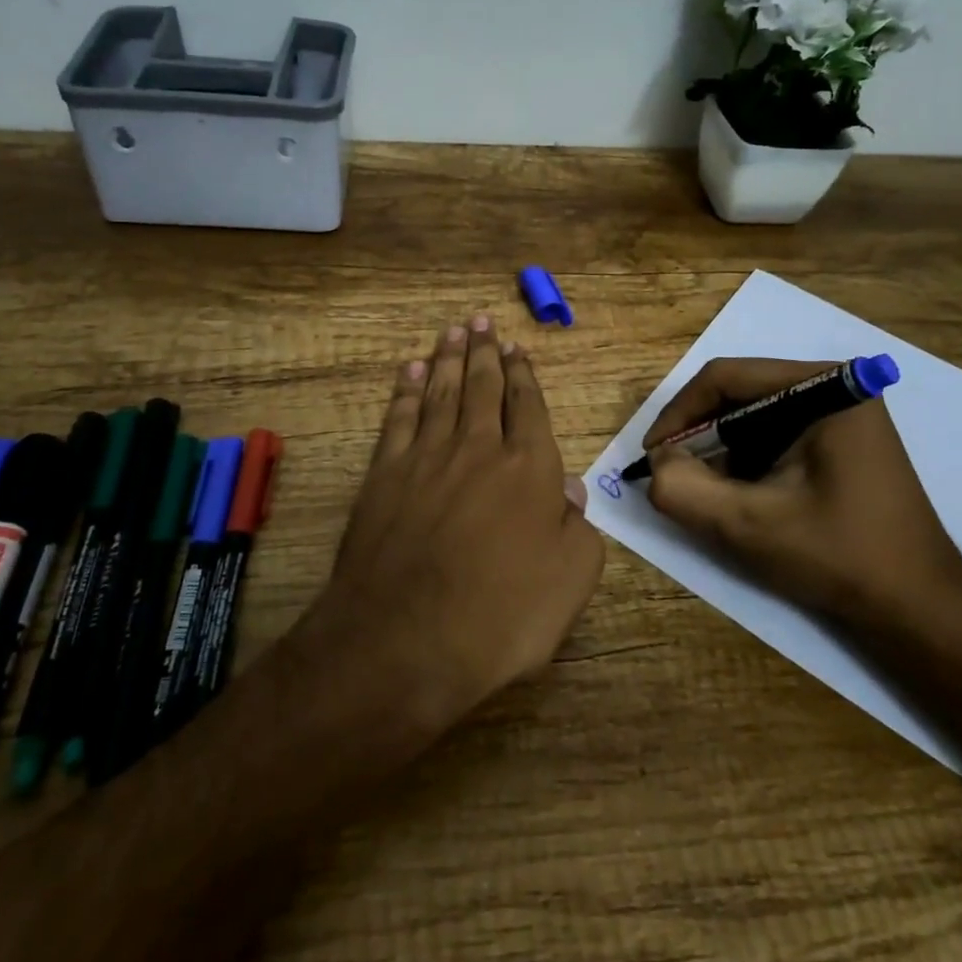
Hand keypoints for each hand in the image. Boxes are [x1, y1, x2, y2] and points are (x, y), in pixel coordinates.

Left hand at [304, 314, 604, 737]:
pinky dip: (405, 391)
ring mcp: (426, 458)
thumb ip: (578, 528)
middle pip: (482, 388)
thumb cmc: (501, 616)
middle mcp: (478, 449)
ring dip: (447, 359)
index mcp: (529, 469)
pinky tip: (409, 372)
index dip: (524, 375)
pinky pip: (399, 419)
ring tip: (452, 331)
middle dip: (484, 352)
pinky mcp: (384, 475)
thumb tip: (571, 490)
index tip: (518, 348)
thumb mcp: (570, 580)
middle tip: (482, 321)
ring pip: (440, 393)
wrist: (406, 640)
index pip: (528, 407)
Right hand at [643, 358, 961, 639]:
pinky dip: (746, 462)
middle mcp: (835, 386)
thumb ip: (684, 489)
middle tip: (672, 476)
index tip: (652, 456)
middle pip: (739, 393)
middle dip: (699, 435)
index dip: (678, 413)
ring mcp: (842, 413)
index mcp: (825, 387)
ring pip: (753, 416)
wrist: (919, 610)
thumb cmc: (840, 558)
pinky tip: (740, 498)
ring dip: (720, 452)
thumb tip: (657, 463)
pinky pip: (774, 435)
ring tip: (705, 493)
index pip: (726, 377)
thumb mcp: (748, 525)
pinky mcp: (841, 440)